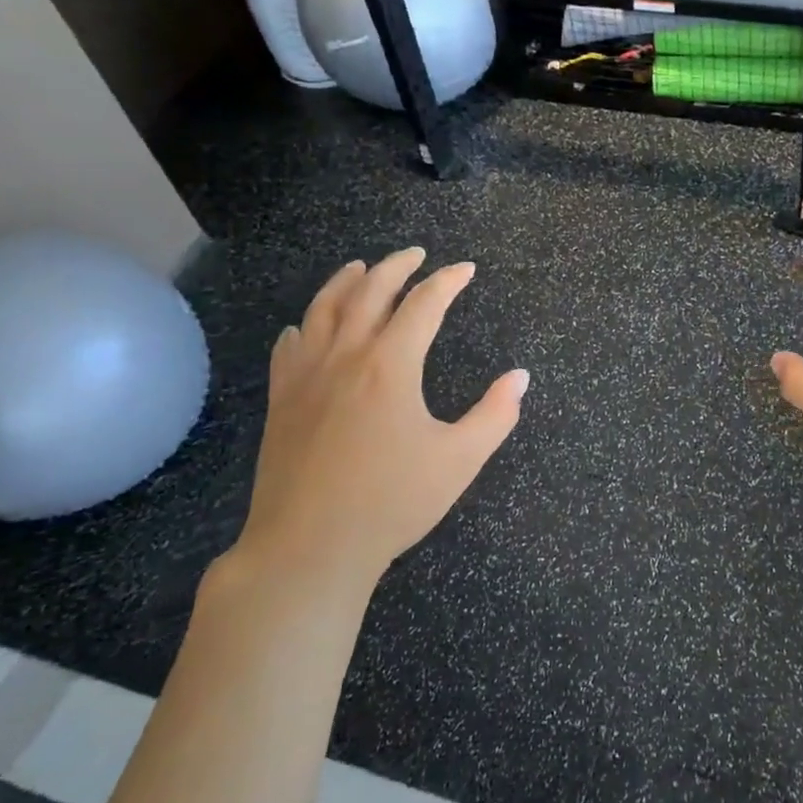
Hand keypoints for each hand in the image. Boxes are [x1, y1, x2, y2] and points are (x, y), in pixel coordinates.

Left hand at [228, 248, 527, 599]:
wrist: (309, 547)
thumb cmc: (392, 502)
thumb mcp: (460, 460)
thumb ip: (495, 414)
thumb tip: (521, 377)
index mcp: (391, 366)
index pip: (423, 304)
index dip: (448, 281)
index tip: (466, 269)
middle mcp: (345, 356)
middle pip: (369, 291)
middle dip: (396, 266)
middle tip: (416, 255)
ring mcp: (306, 376)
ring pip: (323, 308)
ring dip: (346, 281)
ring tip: (361, 268)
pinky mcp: (282, 400)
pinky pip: (290, 345)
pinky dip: (306, 324)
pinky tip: (308, 327)